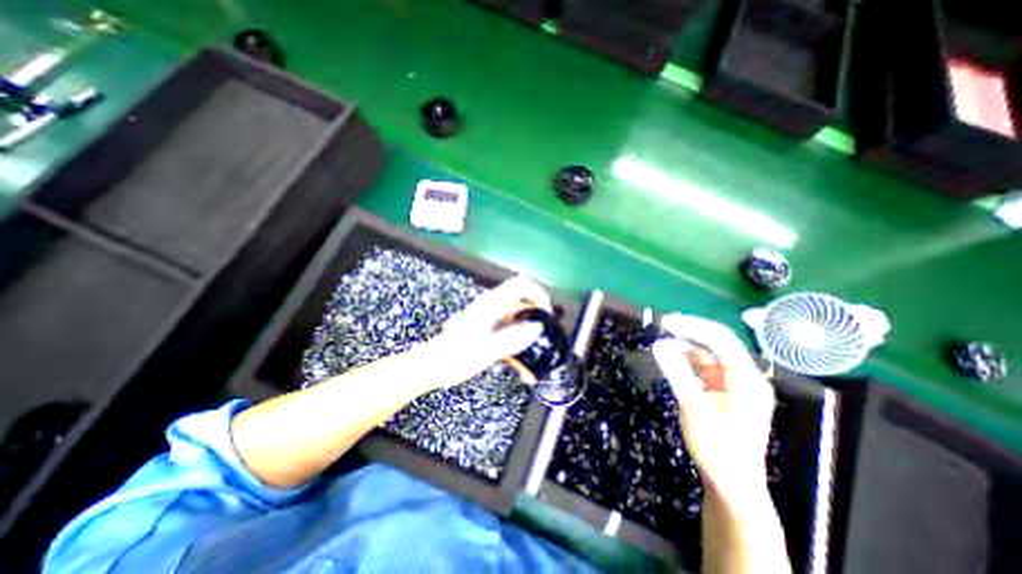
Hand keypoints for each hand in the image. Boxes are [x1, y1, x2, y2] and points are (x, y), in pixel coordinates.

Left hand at [424, 274, 551, 389]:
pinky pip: (511, 336)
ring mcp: (491, 321)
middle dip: (538, 321)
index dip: (538, 293)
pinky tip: (524, 371)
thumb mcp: (485, 349)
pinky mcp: (489, 333)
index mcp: (492, 304)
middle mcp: (493, 308)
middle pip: (524, 304)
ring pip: (519, 323)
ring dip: (530, 340)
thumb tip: (538, 327)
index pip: (520, 285)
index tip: (548, 314)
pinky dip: (520, 349)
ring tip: (537, 363)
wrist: (432, 367)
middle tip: (547, 341)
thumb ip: (512, 338)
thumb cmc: (455, 357)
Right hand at [655, 314, 774, 500]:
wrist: (731, 484)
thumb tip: (658, 344)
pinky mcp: (721, 391)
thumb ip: (677, 373)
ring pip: (708, 353)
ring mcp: (733, 383)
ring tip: (663, 338)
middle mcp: (743, 376)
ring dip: (686, 344)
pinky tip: (671, 357)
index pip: (720, 339)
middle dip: (690, 331)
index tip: (666, 322)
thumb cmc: (718, 448)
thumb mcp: (695, 408)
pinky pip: (703, 367)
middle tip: (663, 324)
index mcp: (746, 378)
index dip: (692, 326)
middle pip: (716, 342)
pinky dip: (686, 359)